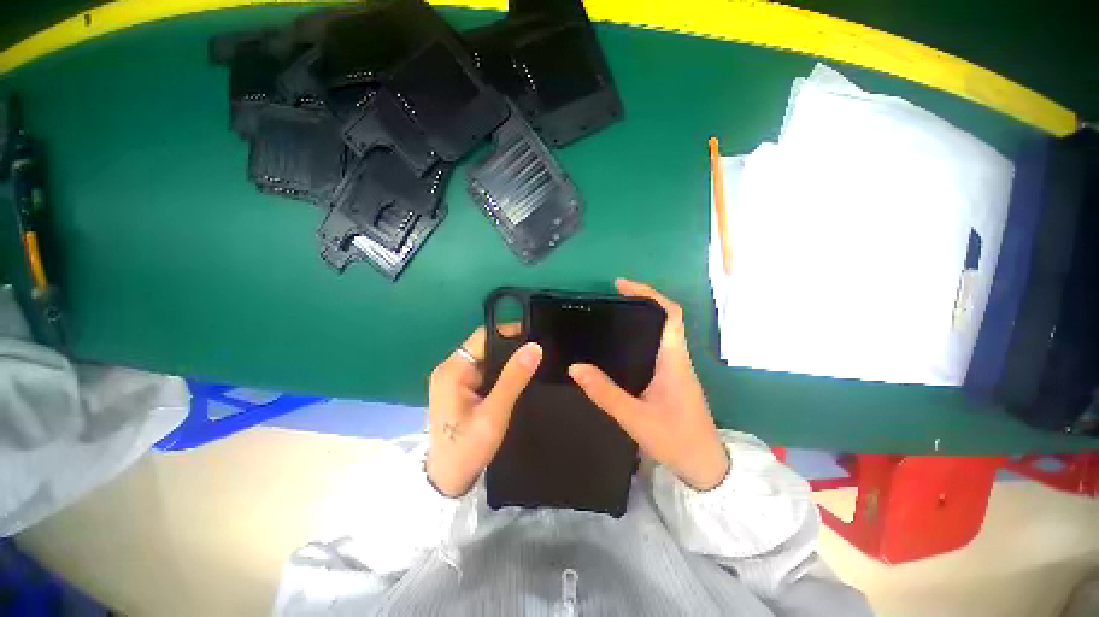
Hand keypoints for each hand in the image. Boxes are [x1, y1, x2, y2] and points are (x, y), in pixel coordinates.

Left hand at [425, 326, 541, 497]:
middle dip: (511, 347)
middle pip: (485, 346)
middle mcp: (451, 368)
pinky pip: (485, 371)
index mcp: (453, 370)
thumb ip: (513, 379)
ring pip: (487, 358)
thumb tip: (534, 347)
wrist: (448, 481)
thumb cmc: (467, 449)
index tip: (535, 335)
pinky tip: (518, 377)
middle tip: (538, 352)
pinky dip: (501, 372)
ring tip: (534, 361)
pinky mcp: (460, 388)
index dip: (509, 332)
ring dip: (507, 360)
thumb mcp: (494, 414)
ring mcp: (454, 379)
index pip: (484, 336)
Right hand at [568, 279, 729, 490]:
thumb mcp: (635, 418)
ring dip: (638, 320)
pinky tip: (616, 347)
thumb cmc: (675, 439)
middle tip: (607, 301)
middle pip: (663, 318)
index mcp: (673, 360)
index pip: (670, 314)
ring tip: (607, 318)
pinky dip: (637, 338)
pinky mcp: (669, 378)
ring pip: (658, 332)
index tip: (621, 286)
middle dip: (639, 302)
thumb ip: (604, 392)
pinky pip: (653, 348)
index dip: (649, 294)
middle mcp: (676, 357)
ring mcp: (674, 367)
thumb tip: (576, 367)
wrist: (704, 466)